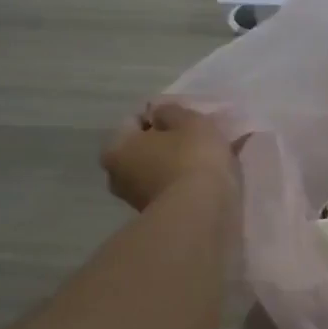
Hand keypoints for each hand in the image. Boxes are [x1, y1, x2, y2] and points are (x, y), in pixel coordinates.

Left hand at [100, 103, 238, 210]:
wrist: (203, 214)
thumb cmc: (191, 157)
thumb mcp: (187, 120)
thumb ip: (171, 111)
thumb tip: (159, 113)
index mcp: (116, 148)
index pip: (136, 120)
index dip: (162, 114)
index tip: (186, 118)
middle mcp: (118, 175)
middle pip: (146, 148)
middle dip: (170, 141)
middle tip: (198, 136)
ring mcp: (137, 201)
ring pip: (161, 169)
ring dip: (180, 163)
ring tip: (210, 158)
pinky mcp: (159, 218)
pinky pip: (173, 189)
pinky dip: (187, 182)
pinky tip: (210, 178)